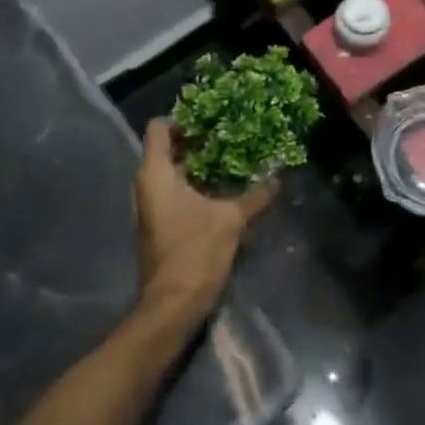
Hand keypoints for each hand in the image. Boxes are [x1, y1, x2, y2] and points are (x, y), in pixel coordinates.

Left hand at [133, 118, 277, 324]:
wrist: (173, 304)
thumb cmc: (195, 252)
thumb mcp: (231, 219)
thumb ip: (255, 195)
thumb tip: (278, 178)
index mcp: (156, 174)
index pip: (159, 128)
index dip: (183, 119)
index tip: (212, 122)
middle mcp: (147, 185)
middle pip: (167, 149)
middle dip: (198, 142)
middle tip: (229, 137)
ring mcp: (151, 206)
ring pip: (172, 173)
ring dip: (199, 166)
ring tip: (231, 161)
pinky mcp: (159, 224)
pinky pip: (174, 192)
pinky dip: (195, 186)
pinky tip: (223, 191)